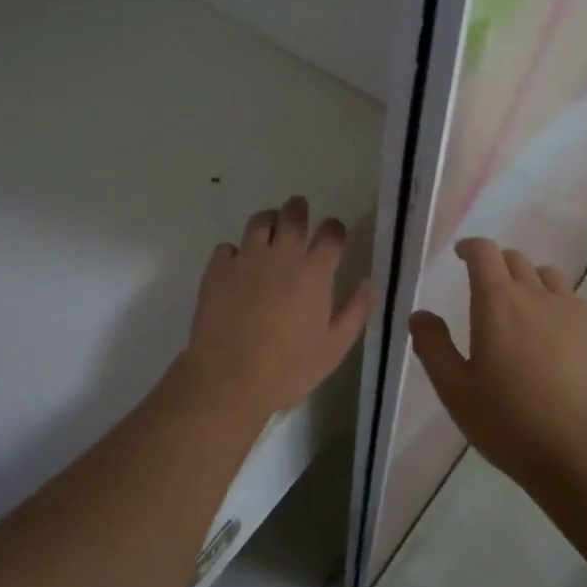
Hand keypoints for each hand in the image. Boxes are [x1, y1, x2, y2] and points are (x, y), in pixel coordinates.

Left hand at [180, 196, 373, 420]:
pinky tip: (237, 266)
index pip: (331, 233)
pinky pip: (227, 247)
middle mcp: (281, 255)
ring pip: (259, 222)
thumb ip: (355, 310)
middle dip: (298, 210)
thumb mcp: (335, 347)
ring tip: (268, 232)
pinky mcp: (218, 269)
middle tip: (298, 212)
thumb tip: (369, 281)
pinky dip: (235, 252)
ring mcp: (247, 258)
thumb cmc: (289, 367)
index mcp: (314, 272)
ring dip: (268, 222)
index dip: (334, 228)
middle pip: (292, 215)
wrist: (230, 377)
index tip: (334, 233)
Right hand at [409, 238, 586, 485]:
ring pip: (548, 276)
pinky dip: (557, 305)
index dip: (471, 247)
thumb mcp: (455, 389)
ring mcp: (573, 311)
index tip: (461, 256)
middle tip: (486, 289)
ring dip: (530, 282)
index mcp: (497, 301)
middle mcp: (536, 295)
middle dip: (497, 265)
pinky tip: (555, 338)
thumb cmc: (510, 421)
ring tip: (523, 310)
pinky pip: (574, 301)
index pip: (484, 252)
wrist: (585, 451)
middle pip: (516, 259)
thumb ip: (433, 346)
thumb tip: (420, 315)